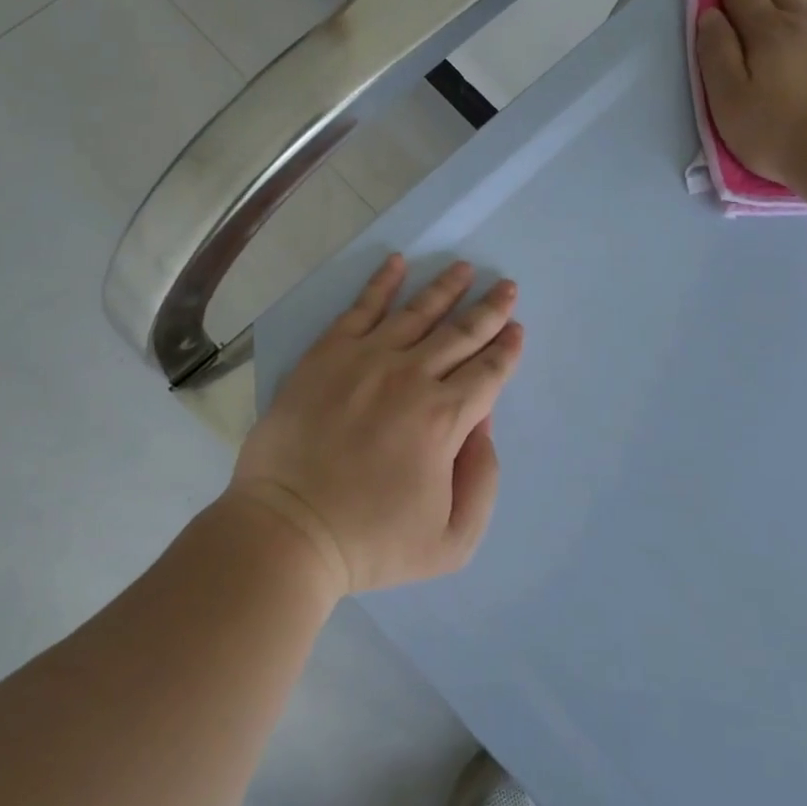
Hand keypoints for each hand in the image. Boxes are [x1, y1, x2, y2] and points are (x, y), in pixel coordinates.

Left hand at [228, 255, 524, 594]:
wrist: (289, 530)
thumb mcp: (452, 541)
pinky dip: (381, 283)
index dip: (507, 349)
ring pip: (417, 313)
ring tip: (464, 268)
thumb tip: (483, 424)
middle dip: (489, 309)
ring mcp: (366, 360)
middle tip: (506, 287)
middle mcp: (412, 377)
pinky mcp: (327, 354)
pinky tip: (397, 263)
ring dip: (446, 288)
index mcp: (445, 419)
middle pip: (461, 333)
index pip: (488, 372)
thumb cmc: (371, 542)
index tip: (517, 329)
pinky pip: (360, 308)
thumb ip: (482, 480)